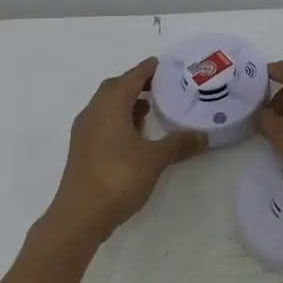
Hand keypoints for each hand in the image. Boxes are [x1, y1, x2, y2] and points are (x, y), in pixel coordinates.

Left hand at [41, 58, 205, 247]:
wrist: (79, 217)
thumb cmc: (117, 178)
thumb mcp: (155, 159)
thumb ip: (179, 144)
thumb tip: (204, 136)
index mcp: (110, 104)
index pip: (133, 76)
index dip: (150, 69)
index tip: (169, 66)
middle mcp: (94, 111)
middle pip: (117, 87)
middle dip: (138, 84)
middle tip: (163, 86)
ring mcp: (85, 132)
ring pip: (108, 107)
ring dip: (128, 104)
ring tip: (153, 110)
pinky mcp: (83, 150)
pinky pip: (104, 123)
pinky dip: (120, 121)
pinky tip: (137, 137)